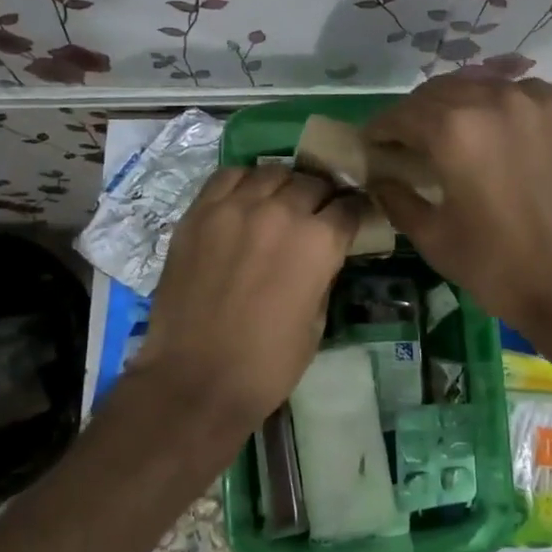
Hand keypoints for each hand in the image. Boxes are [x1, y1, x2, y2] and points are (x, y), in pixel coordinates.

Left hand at [133, 166, 362, 437]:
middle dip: (322, 196)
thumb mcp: (317, 322)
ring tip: (280, 202)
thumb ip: (323, 274)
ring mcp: (235, 207)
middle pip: (312, 182)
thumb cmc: (267, 364)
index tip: (353, 217)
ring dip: (284, 185)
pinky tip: (245, 199)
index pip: (349, 206)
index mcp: (318, 242)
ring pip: (272, 172)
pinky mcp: (199, 213)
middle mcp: (280, 212)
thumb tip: (322, 254)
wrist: (195, 379)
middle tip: (317, 213)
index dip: (355, 211)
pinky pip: (228, 176)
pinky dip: (244, 182)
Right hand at [365, 76, 551, 330]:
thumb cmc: (500, 267)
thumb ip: (397, 200)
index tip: (373, 143)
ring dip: (462, 104)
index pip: (402, 114)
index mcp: (454, 130)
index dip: (381, 128)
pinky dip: (505, 107)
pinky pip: (527, 95)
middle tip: (411, 139)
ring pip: (486, 85)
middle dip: (418, 112)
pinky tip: (505, 132)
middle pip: (441, 91)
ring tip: (458, 131)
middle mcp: (496, 100)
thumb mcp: (434, 239)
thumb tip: (379, 178)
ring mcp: (541, 102)